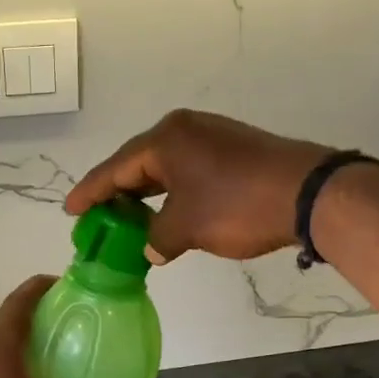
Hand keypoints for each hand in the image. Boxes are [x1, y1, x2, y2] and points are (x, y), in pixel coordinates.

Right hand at [65, 109, 333, 262]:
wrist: (308, 193)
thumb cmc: (237, 206)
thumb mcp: (186, 228)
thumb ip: (157, 238)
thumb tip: (153, 248)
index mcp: (165, 139)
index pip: (115, 169)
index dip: (90, 193)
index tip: (70, 210)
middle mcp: (185, 130)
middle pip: (138, 164)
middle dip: (117, 193)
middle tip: (97, 218)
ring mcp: (212, 137)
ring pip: (165, 168)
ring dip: (147, 196)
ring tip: (127, 220)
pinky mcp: (234, 150)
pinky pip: (188, 171)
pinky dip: (172, 193)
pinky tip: (168, 213)